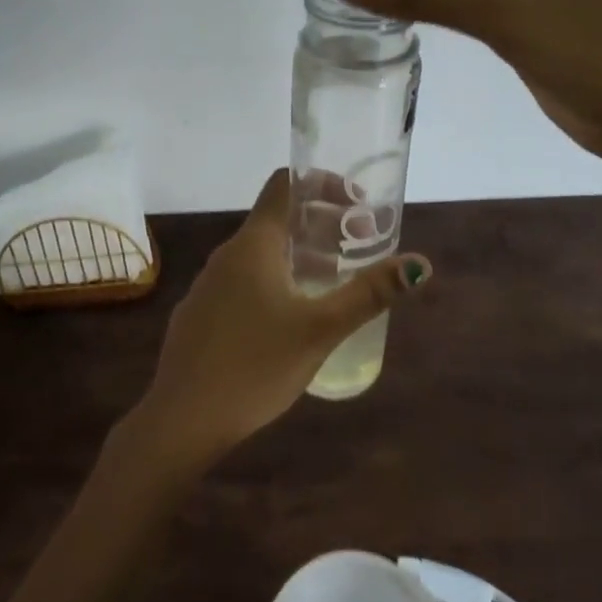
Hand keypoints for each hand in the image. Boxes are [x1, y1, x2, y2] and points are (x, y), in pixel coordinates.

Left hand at [130, 169, 430, 465]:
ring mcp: (208, 285)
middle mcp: (227, 254)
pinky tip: (289, 319)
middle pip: (276, 219)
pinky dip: (274, 280)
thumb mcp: (321, 329)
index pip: (284, 184)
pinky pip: (243, 281)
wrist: (182, 419)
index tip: (357, 203)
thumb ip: (369, 294)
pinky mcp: (200, 313)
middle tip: (358, 246)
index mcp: (253, 244)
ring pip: (260, 253)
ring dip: (299, 255)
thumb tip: (420, 264)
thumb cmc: (255, 365)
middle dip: (320, 225)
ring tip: (332, 281)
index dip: (322, 182)